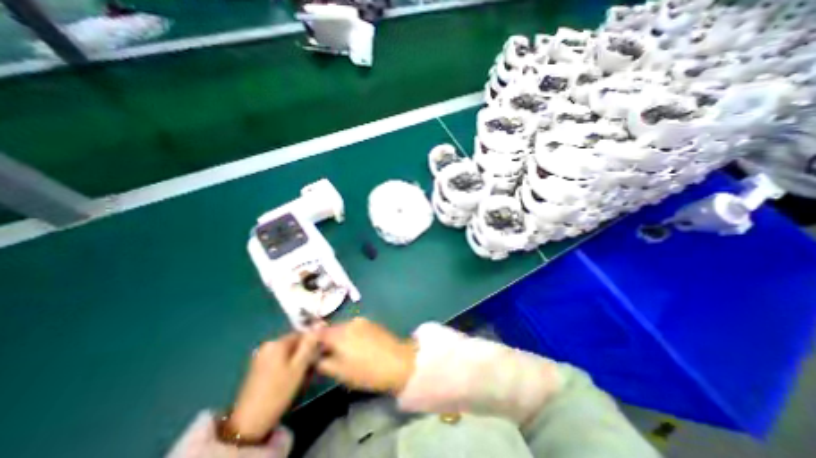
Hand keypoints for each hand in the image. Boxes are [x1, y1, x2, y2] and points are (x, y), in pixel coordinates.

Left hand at [230, 331, 322, 441]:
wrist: (248, 423)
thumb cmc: (279, 391)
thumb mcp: (299, 366)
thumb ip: (309, 344)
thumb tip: (320, 324)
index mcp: (277, 342)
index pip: (301, 333)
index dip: (311, 343)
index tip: (317, 355)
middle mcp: (267, 345)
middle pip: (293, 342)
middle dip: (303, 352)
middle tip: (309, 368)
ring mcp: (260, 356)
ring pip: (286, 352)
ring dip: (295, 360)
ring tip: (299, 375)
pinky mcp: (257, 368)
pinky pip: (277, 360)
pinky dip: (285, 365)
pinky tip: (288, 379)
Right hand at [314, 319, 413, 392]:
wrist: (398, 362)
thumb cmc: (367, 371)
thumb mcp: (340, 373)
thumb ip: (323, 362)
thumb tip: (315, 356)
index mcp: (340, 333)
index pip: (319, 332)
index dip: (312, 342)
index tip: (312, 352)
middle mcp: (350, 322)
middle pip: (332, 329)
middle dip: (328, 340)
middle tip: (328, 355)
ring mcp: (363, 321)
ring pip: (344, 328)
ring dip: (341, 338)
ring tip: (344, 353)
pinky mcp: (372, 323)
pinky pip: (355, 327)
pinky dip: (352, 336)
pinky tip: (358, 348)